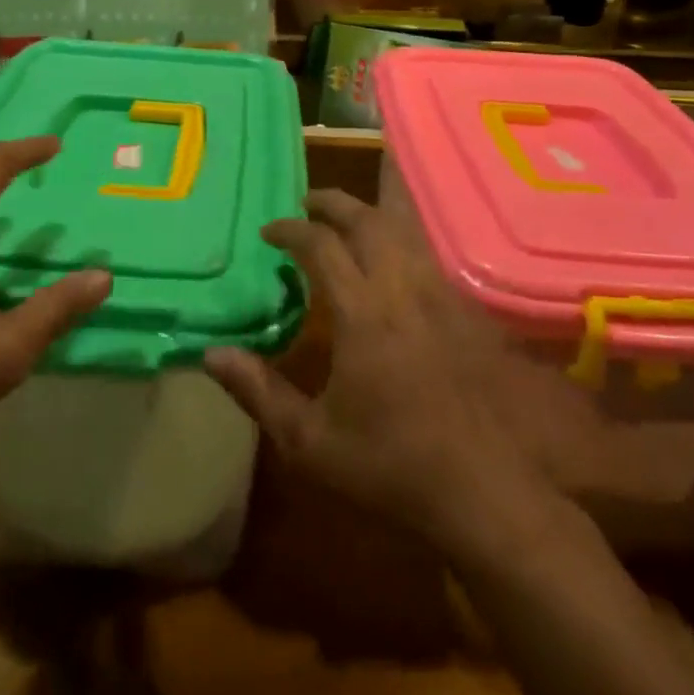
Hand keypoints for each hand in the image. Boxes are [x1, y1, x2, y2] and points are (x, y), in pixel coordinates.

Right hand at [205, 190, 676, 558]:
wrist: (482, 491)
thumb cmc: (389, 465)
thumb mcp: (309, 441)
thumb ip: (258, 391)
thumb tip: (211, 353)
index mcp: (362, 312)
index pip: (321, 246)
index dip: (291, 230)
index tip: (268, 232)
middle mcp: (402, 289)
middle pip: (367, 220)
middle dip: (333, 202)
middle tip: (306, 203)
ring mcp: (439, 296)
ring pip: (405, 228)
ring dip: (371, 210)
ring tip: (347, 214)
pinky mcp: (464, 312)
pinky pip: (428, 253)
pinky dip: (403, 236)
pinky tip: (394, 255)